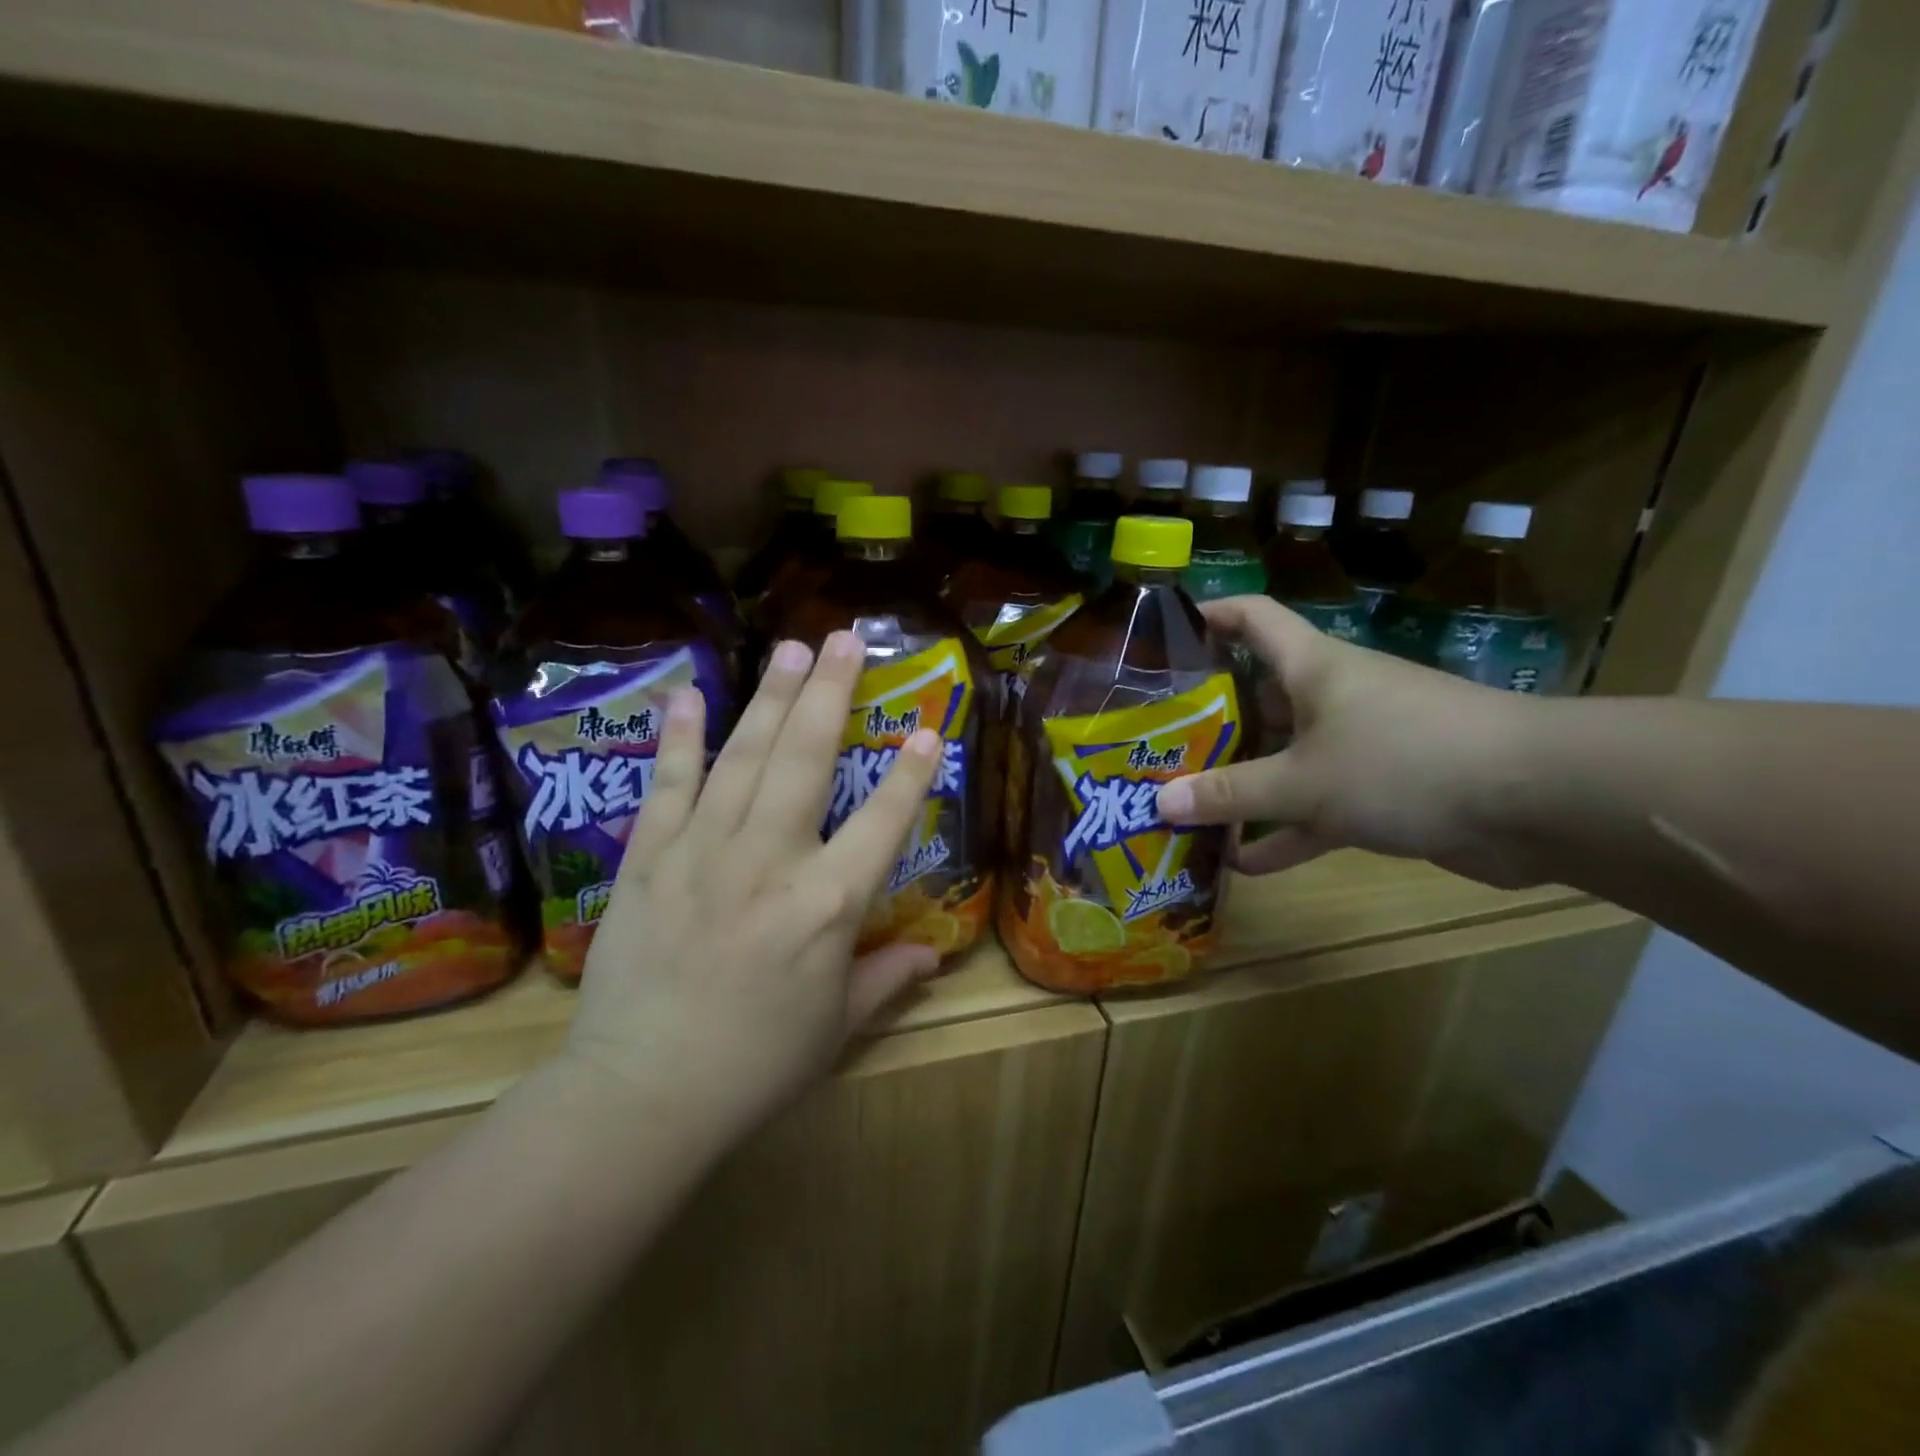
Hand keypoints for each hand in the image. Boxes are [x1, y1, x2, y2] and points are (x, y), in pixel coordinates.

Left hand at [562, 631, 943, 1136]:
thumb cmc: (753, 1067)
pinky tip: (690, 694)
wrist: (639, 1096)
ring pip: (744, 758)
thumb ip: (885, 979)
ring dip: (770, 698)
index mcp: (826, 907)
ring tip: (791, 649)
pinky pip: (669, 786)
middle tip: (845, 640)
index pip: (883, 824)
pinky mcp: (648, 859)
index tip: (928, 728)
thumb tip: (932, 955)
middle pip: (807, 761)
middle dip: (830, 694)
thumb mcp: (835, 1029)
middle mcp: (769, 862)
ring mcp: (702, 853)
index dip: (910, 775)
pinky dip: (680, 738)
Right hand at [1156, 596, 1542, 887]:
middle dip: (1209, 723)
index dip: (1210, 615)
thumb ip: (1231, 793)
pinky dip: (1285, 831)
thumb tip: (1160, 803)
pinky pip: (1317, 807)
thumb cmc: (1404, 761)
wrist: (1537, 802)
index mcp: (1312, 667)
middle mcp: (1331, 697)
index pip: (1253, 618)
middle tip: (1155, 748)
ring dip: (1242, 785)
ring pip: (1284, 758)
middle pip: (1258, 696)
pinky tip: (1244, 863)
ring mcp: (1358, 745)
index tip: (1164, 634)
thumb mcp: (1303, 781)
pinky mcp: (1382, 791)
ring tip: (1186, 808)